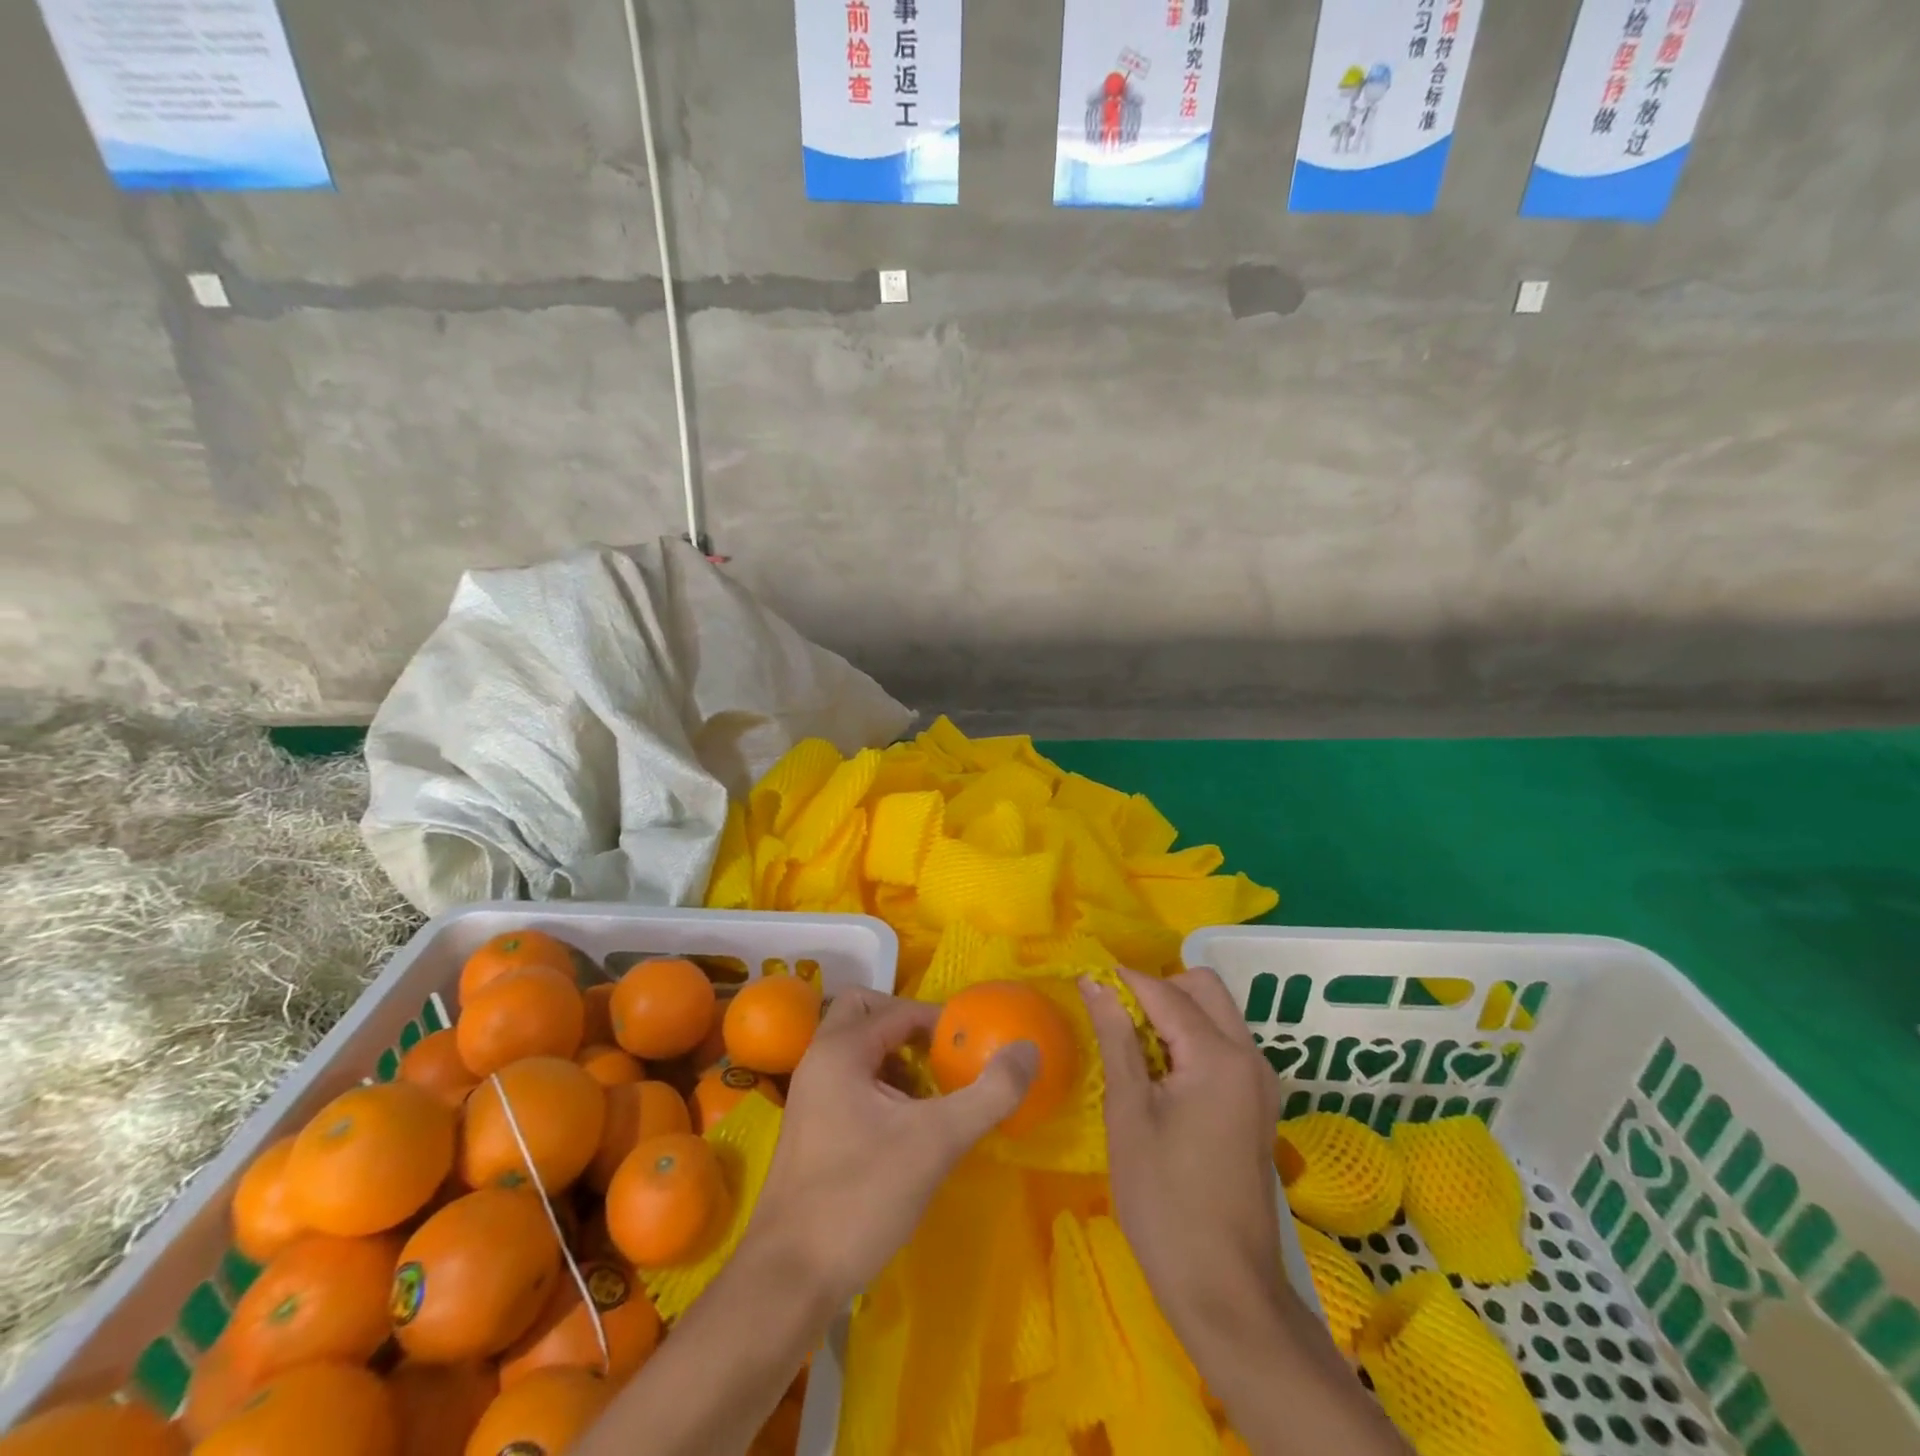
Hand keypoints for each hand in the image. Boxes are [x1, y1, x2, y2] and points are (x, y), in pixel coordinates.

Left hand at [745, 987, 1037, 1307]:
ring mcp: (809, 1095)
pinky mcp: (811, 1128)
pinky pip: (849, 1080)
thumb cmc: (861, 1197)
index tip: (973, 1047)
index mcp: (841, 1051)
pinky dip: (880, 1085)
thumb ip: (988, 1093)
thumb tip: (1029, 1050)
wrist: (788, 1279)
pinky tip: (904, 1129)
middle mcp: (819, 1061)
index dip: (940, 1022)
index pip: (898, 1009)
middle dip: (906, 1026)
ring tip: (929, 1096)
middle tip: (940, 1058)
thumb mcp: (936, 1142)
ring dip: (894, 1057)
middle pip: (864, 1012)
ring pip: (855, 1048)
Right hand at [1081, 968, 1284, 1343]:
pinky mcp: (1258, 1106)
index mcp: (1219, 1056)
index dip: (1124, 980)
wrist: (1225, 1291)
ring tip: (1130, 1044)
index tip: (1087, 980)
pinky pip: (1224, 1045)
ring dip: (1175, 1012)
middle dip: (1157, 988)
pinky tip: (1159, 1072)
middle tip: (1114, 1016)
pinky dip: (1191, 1039)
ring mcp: (1260, 1083)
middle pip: (1204, 988)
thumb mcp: (1128, 1113)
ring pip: (1217, 1014)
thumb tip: (1096, 983)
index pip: (1166, 992)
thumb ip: (1116, 1038)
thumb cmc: (1164, 1201)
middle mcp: (1250, 1058)